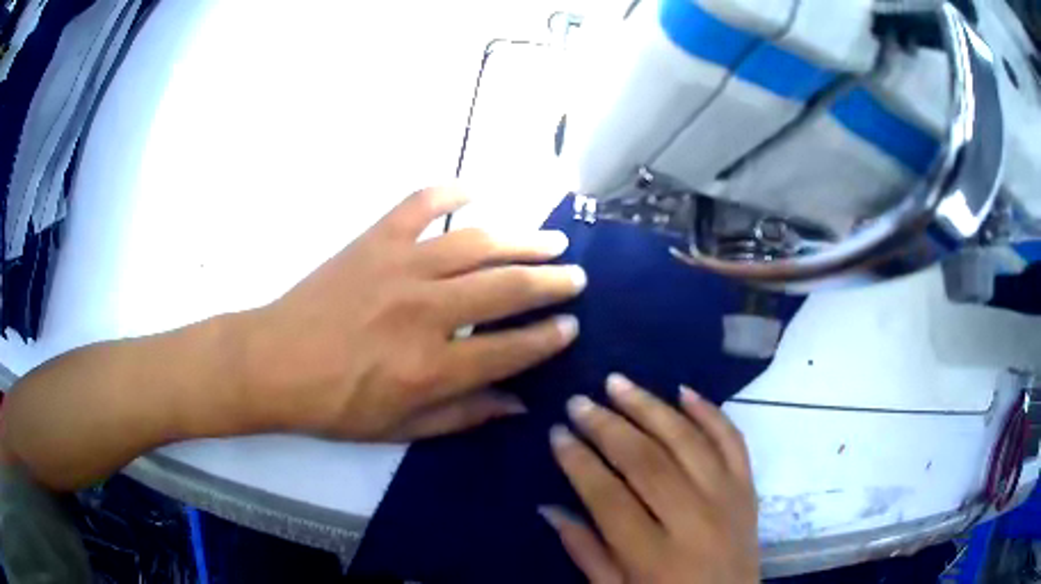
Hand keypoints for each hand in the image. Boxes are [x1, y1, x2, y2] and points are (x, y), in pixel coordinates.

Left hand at [239, 186, 584, 440]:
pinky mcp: (374, 240)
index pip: (511, 348)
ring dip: (521, 240)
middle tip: (576, 276)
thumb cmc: (335, 405)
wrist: (273, 364)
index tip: (571, 326)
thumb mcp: (400, 429)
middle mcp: (424, 312)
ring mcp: (399, 267)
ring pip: (478, 244)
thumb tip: (518, 403)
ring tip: (550, 239)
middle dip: (551, 282)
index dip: (548, 337)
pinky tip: (474, 190)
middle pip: (506, 289)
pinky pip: (420, 205)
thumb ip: (463, 416)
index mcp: (431, 368)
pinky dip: (449, 192)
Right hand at [544, 375, 758, 583]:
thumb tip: (548, 507)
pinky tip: (683, 391)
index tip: (557, 433)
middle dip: (608, 427)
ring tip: (618, 383)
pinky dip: (709, 412)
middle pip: (647, 461)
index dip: (579, 462)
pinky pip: (732, 441)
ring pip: (687, 441)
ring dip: (651, 407)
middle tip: (579, 402)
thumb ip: (585, 552)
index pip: (609, 498)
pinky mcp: (748, 488)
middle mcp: (694, 521)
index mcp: (655, 557)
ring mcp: (727, 499)